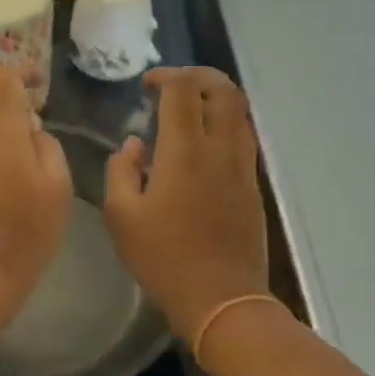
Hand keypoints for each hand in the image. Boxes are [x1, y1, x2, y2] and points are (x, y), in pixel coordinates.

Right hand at [104, 67, 269, 337]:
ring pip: (241, 112)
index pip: (184, 91)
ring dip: (216, 98)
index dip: (165, 77)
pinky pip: (244, 137)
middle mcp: (220, 149)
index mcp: (185, 152)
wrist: (221, 299)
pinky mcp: (253, 185)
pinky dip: (225, 123)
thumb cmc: (163, 258)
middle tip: (173, 85)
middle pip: (224, 90)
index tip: (146, 86)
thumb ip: (121, 170)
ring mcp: (243, 167)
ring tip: (189, 109)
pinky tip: (203, 143)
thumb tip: (135, 145)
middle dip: (199, 76)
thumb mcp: (121, 217)